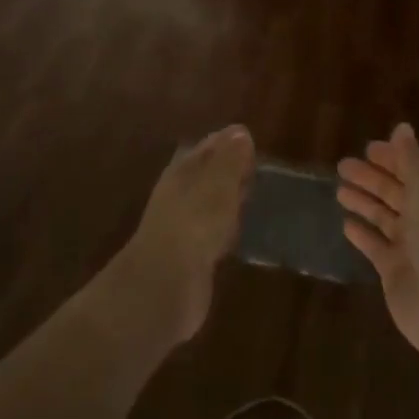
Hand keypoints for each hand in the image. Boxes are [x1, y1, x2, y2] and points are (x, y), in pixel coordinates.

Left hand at [115, 125, 254, 346]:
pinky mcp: (190, 259)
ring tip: (253, 195)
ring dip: (226, 200)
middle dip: (226, 170)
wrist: (164, 286)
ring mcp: (182, 229)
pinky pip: (211, 234)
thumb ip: (230, 160)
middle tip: (254, 166)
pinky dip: (225, 228)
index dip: (225, 142)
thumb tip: (240, 132)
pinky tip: (239, 232)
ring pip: (208, 205)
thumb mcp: (218, 186)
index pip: (205, 149)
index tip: (248, 138)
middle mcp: (178, 197)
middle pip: (204, 176)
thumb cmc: (194, 224)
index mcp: (181, 174)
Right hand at [337, 124, 418, 361]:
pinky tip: (346, 224)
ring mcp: (412, 247)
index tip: (369, 149)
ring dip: (364, 203)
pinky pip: (376, 247)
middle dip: (372, 178)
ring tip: (339, 190)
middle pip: (397, 192)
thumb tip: (402, 127)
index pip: (416, 170)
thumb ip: (410, 158)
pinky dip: (363, 235)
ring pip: (384, 218)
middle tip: (343, 165)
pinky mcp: (395, 272)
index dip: (394, 158)